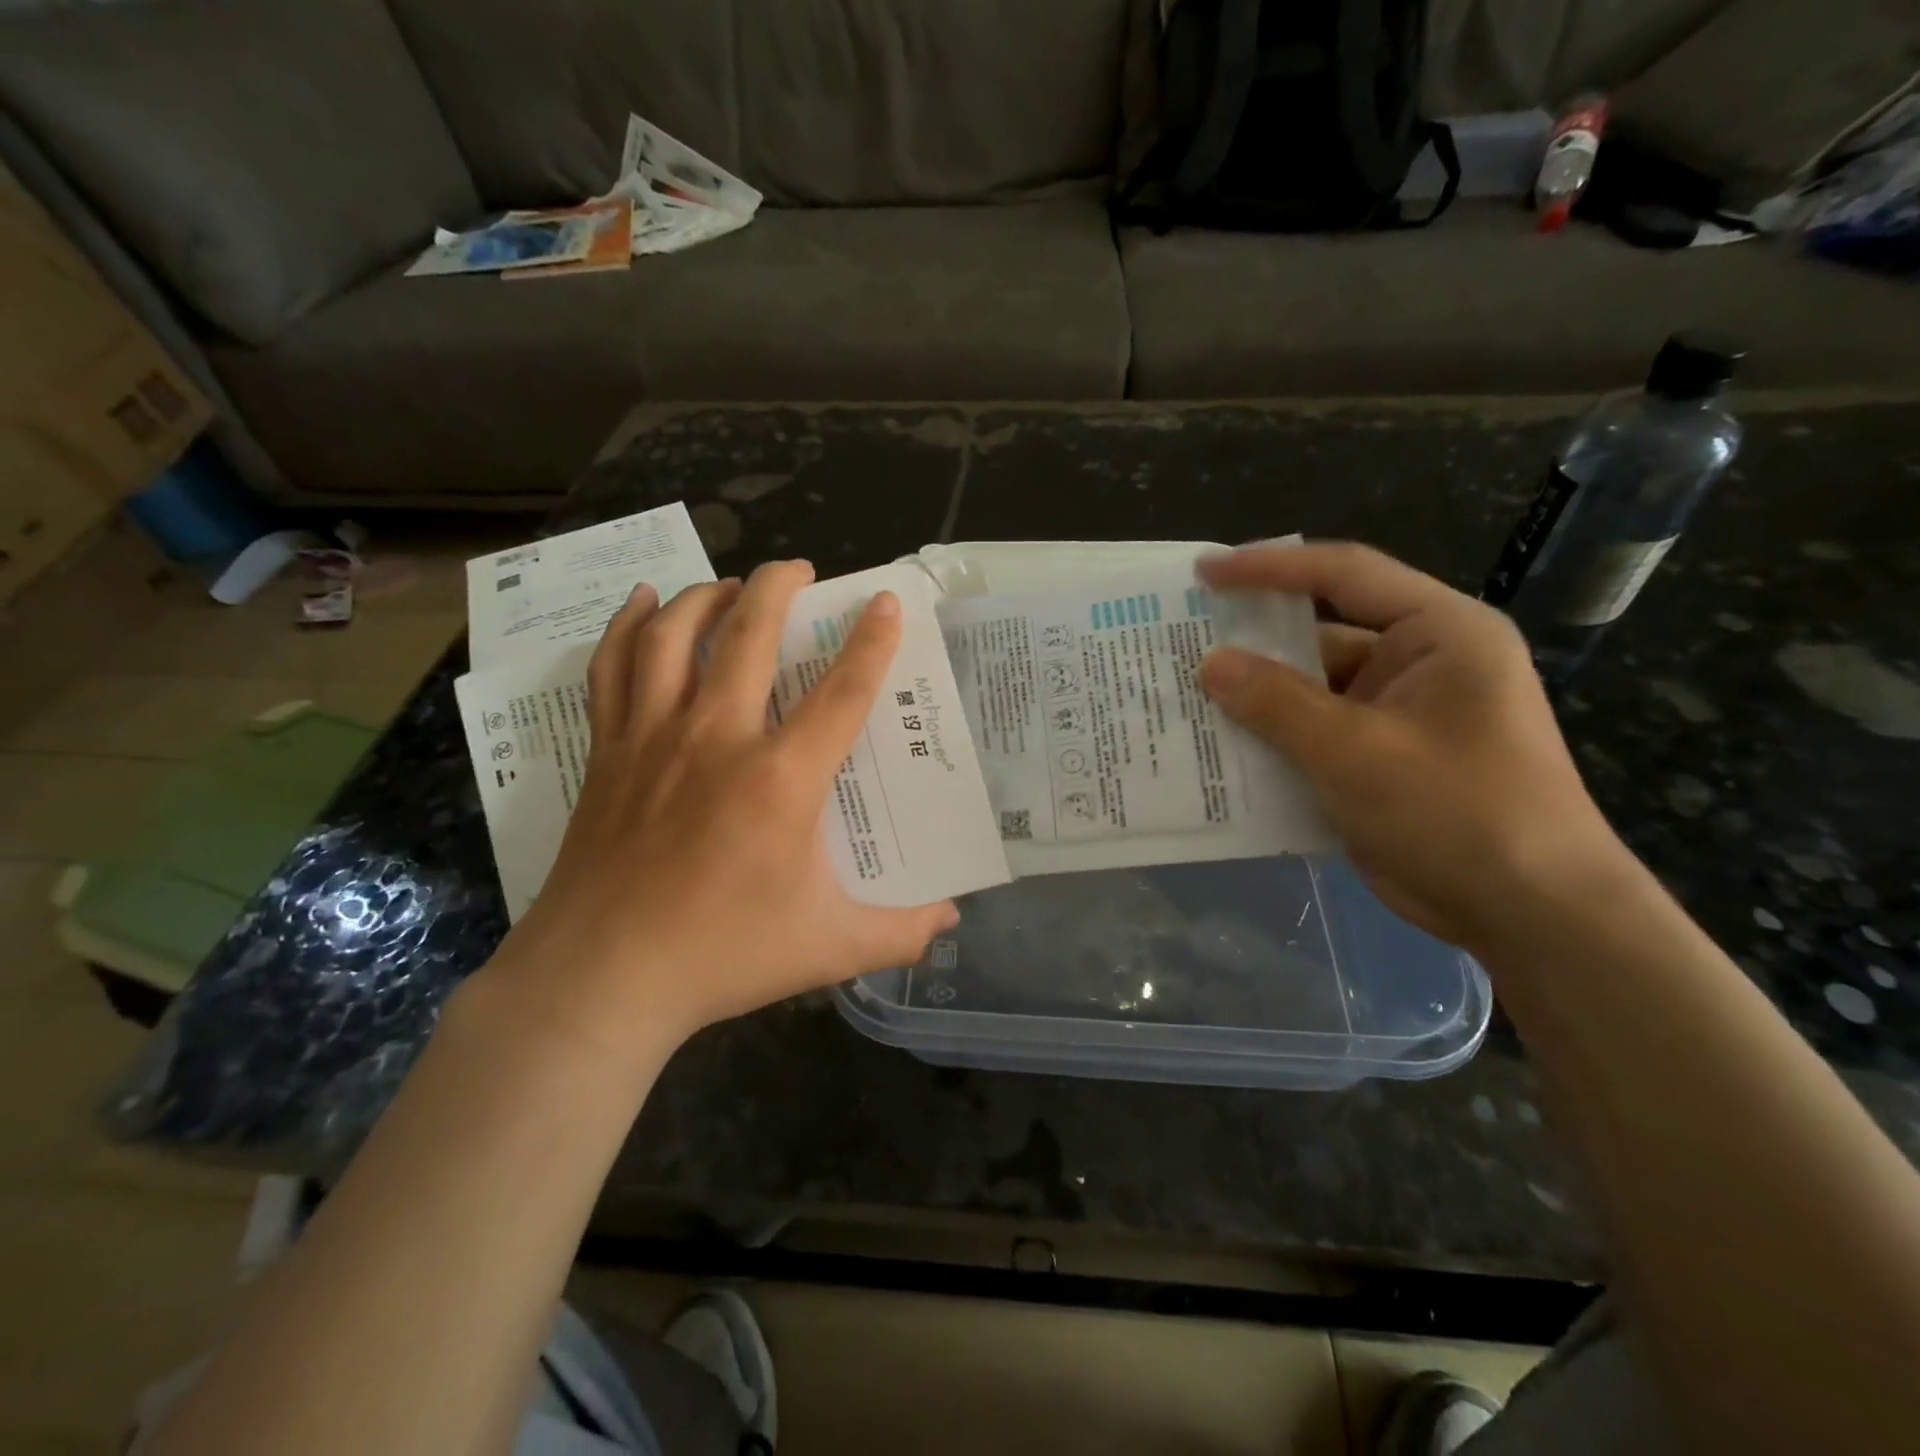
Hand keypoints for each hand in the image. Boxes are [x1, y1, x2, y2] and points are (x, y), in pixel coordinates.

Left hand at [482, 560, 957, 1061]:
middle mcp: (717, 739)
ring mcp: (654, 739)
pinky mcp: (609, 752)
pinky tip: (644, 603)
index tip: (886, 601)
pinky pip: (612, 668)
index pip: (842, 692)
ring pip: (675, 636)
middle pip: (750, 636)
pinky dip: (628, 627)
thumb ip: (900, 932)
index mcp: (781, 780)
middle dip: (779, 587)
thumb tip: (951, 920)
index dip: (871, 642)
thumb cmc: (722, 955)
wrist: (602, 978)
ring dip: (707, 596)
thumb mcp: (829, 948)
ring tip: (732, 586)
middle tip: (799, 569)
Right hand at [1197, 542, 1621, 951]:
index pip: (1345, 575)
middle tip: (1180, 642)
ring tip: (1183, 699)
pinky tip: (1218, 750)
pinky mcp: (1379, 761)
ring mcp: (1396, 716)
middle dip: (1251, 644)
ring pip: (1310, 693)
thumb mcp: (1357, 752)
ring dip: (1254, 701)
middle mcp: (1418, 663)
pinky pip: (1313, 736)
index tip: (1204, 573)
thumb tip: (1209, 662)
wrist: (1529, 916)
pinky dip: (1271, 742)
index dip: (1270, 568)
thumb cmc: (1458, 813)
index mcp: (1438, 634)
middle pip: (1320, 636)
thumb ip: (1277, 703)